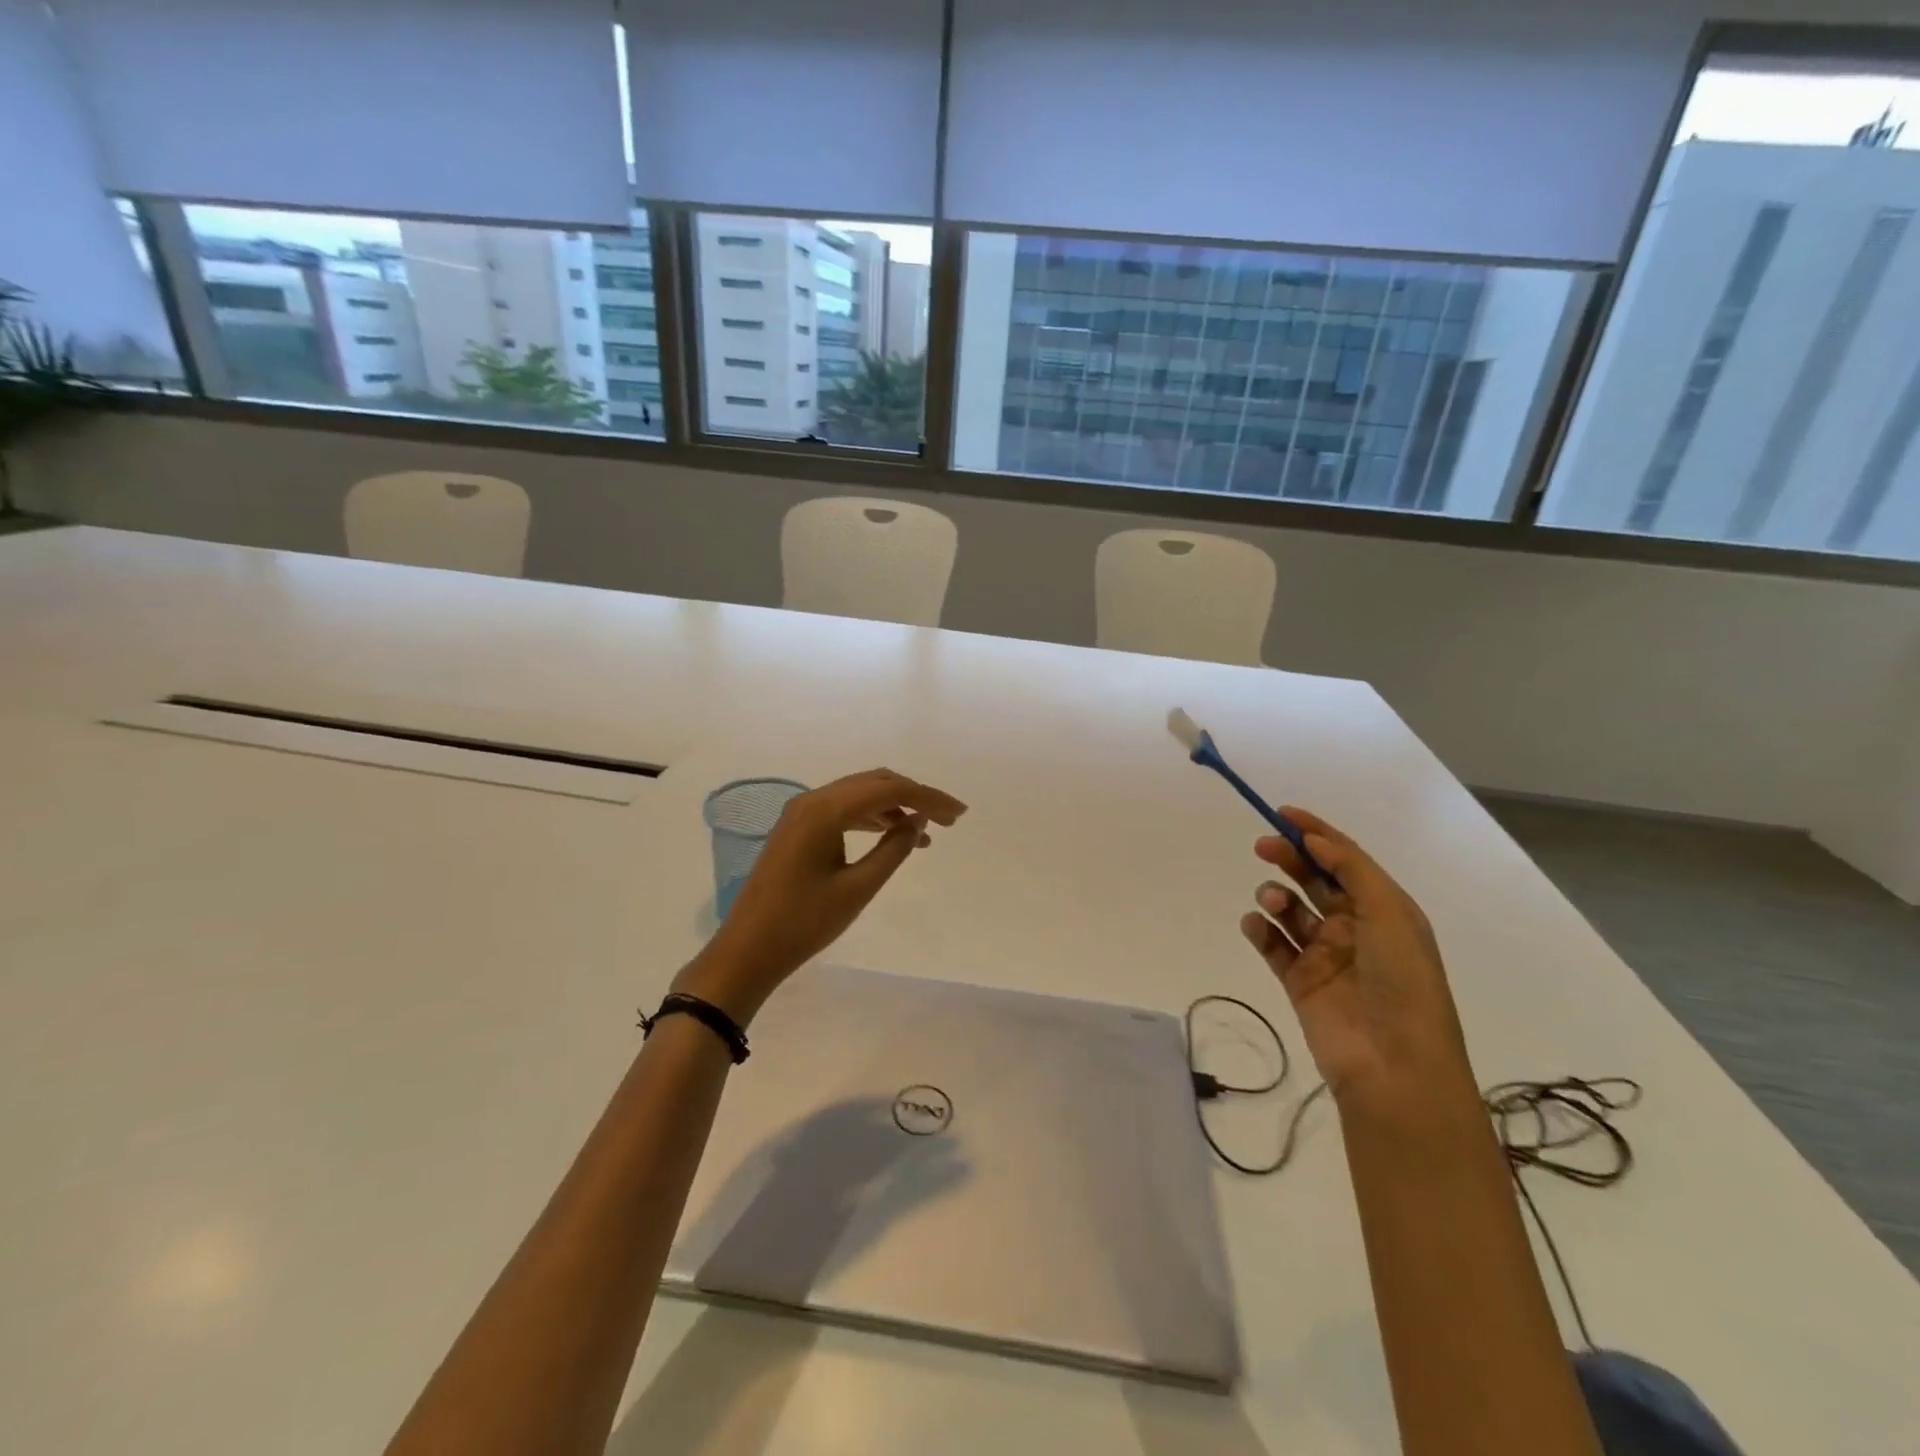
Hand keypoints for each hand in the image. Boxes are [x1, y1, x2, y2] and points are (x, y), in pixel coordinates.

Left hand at [679, 769, 966, 1023]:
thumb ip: (893, 851)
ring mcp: (802, 813)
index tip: (959, 814)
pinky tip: (893, 834)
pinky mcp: (798, 828)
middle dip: (915, 796)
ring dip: (894, 806)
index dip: (928, 798)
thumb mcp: (857, 889)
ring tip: (927, 832)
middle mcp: (812, 800)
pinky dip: (872, 817)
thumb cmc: (803, 923)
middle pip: (874, 783)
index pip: (889, 790)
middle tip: (949, 819)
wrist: (747, 949)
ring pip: (859, 795)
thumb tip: (918, 822)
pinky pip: (843, 810)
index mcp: (825, 810)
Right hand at [1239, 808, 1476, 1114]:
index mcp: (1383, 909)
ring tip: (1273, 902)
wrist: (1394, 1064)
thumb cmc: (1402, 981)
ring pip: (1290, 910)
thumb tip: (1315, 840)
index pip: (1346, 860)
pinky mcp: (1298, 980)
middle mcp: (1354, 927)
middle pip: (1314, 880)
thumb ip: (1352, 870)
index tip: (1283, 813)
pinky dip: (1259, 929)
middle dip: (1289, 858)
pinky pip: (1272, 944)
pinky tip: (1256, 925)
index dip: (1316, 833)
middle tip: (1263, 845)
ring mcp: (1324, 955)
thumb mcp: (1391, 914)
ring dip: (1276, 896)